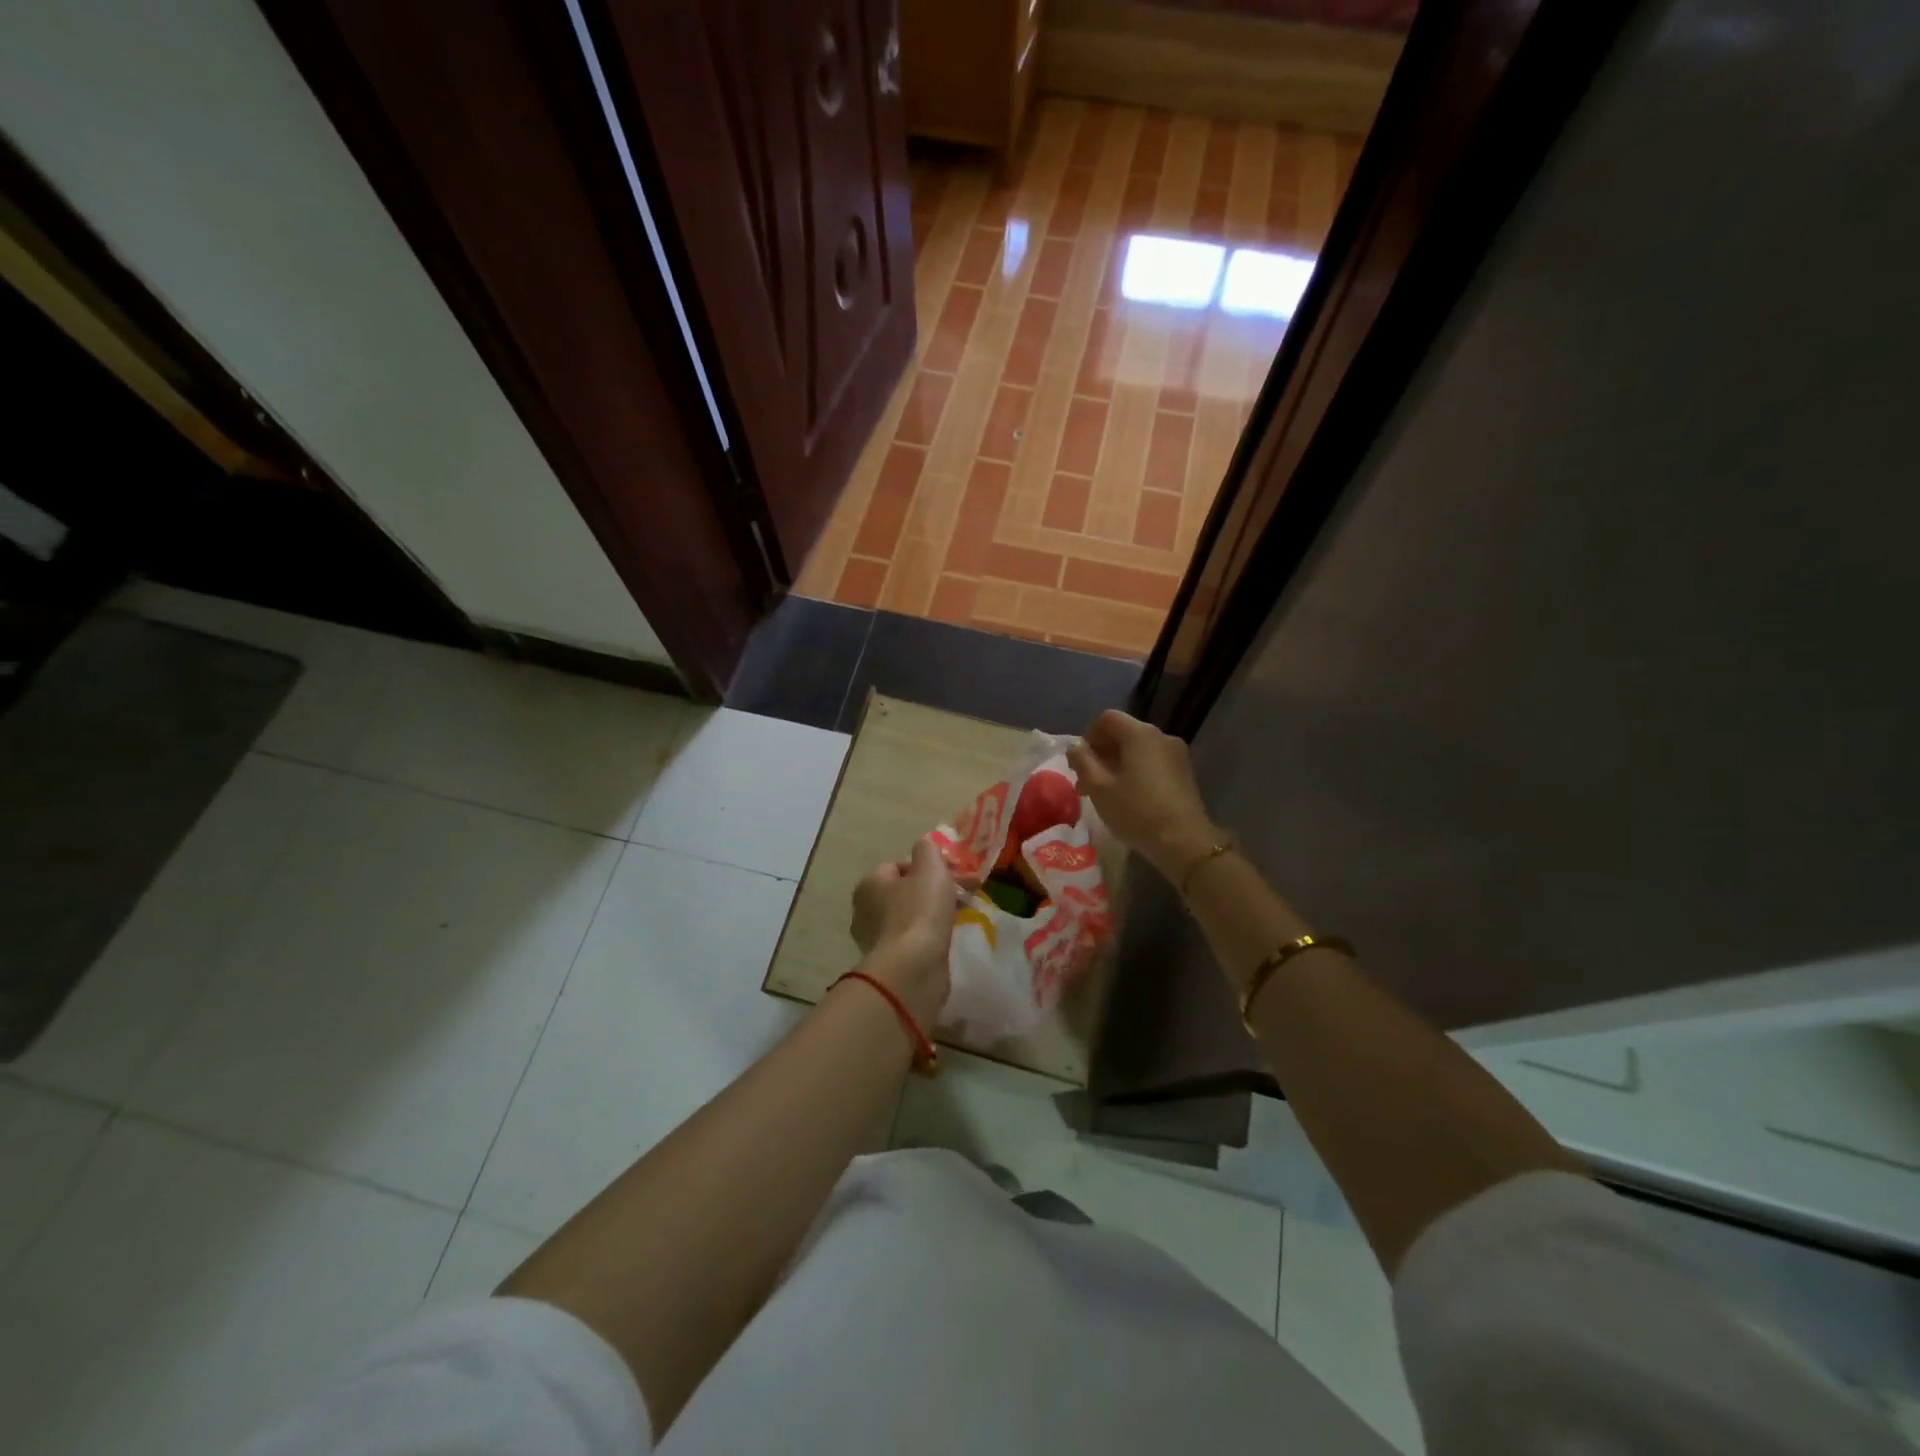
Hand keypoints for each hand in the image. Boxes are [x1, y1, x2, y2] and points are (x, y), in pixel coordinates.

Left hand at [849, 836, 955, 1028]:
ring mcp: (877, 939)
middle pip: (907, 891)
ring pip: (912, 916)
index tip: (952, 874)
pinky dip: (931, 936)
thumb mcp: (929, 868)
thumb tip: (924, 844)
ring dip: (935, 913)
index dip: (927, 866)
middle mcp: (866, 910)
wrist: (912, 970)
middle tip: (966, 893)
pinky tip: (948, 938)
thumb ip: (927, 850)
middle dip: (936, 889)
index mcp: (869, 884)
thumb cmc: (919, 912)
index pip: (898, 866)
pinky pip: (914, 939)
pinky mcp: (891, 962)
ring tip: (962, 914)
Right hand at [1067, 709, 1221, 880]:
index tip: (1080, 763)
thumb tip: (1075, 747)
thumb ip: (1082, 762)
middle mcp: (1161, 736)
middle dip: (1101, 753)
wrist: (1184, 842)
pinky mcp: (1184, 772)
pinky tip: (1129, 797)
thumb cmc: (1136, 811)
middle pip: (1124, 732)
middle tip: (1087, 782)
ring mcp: (1176, 754)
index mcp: (1140, 734)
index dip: (1088, 736)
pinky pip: (1153, 762)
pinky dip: (1136, 771)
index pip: (1107, 718)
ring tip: (1105, 793)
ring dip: (1117, 764)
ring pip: (1138, 749)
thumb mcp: (1099, 788)